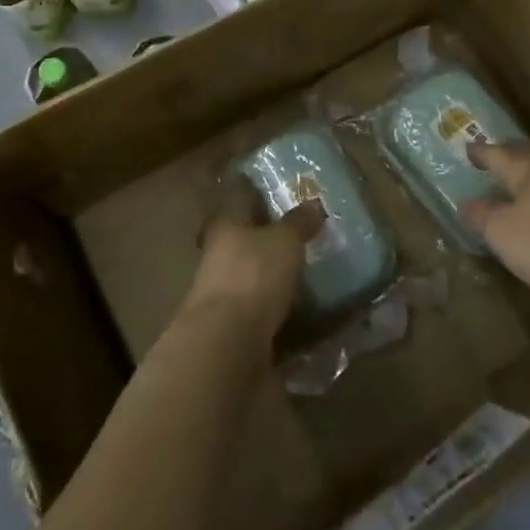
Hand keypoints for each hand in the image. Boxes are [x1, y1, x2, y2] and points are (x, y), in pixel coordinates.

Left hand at [180, 200, 323, 345]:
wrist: (227, 341)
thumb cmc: (254, 275)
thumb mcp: (284, 242)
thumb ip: (298, 223)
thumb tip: (313, 203)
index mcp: (225, 223)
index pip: (237, 197)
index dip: (253, 191)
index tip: (270, 188)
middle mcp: (215, 252)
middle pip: (238, 235)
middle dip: (260, 234)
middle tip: (291, 232)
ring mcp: (218, 289)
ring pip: (244, 270)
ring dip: (265, 270)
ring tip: (297, 269)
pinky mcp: (228, 323)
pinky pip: (252, 303)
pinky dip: (269, 301)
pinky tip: (291, 304)